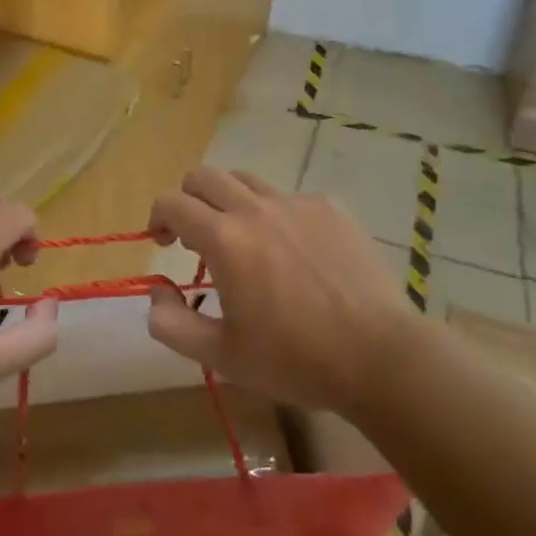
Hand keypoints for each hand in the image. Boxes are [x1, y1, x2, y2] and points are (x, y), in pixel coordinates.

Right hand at [145, 167, 417, 414]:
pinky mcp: (330, 208)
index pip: (172, 202)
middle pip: (204, 176)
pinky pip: (287, 197)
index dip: (158, 217)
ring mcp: (296, 203)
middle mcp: (255, 208)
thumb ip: (171, 323)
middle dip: (188, 199)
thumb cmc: (295, 359)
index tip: (163, 243)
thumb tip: (156, 290)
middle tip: (194, 236)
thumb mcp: (221, 356)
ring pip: (245, 179)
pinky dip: (274, 214)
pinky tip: (292, 252)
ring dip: (228, 201)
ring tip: (241, 239)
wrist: (379, 355)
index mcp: (224, 239)